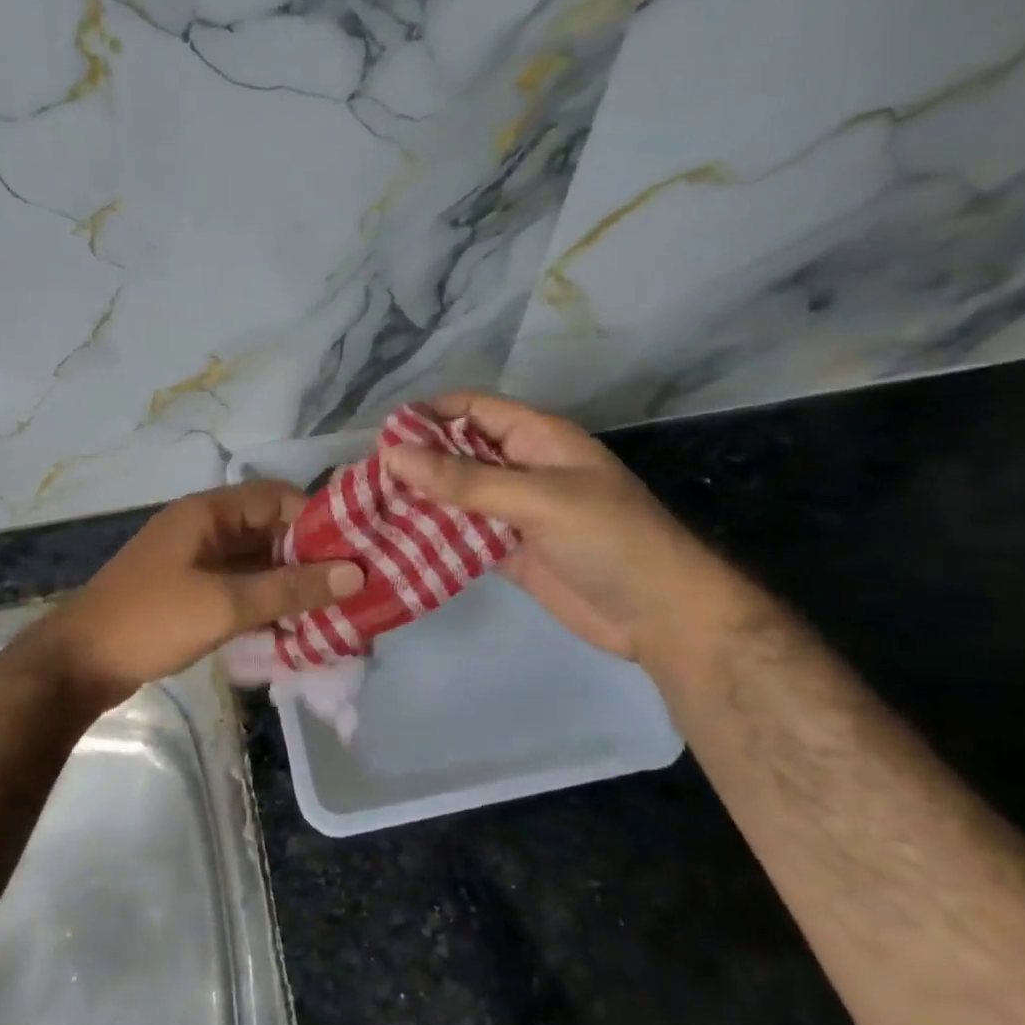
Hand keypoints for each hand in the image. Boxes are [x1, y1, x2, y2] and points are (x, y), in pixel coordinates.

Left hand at [35, 480, 364, 705]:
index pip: (276, 498)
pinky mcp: (190, 593)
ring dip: (289, 584)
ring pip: (256, 563)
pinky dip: (265, 602)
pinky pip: (239, 588)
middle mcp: (203, 529)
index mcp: (207, 513)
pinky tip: (294, 628)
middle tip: (351, 587)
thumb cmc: (151, 621)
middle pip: (269, 531)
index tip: (352, 552)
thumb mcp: (225, 604)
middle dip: (308, 558)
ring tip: (333, 611)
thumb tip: (357, 573)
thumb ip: (290, 588)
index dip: (316, 520)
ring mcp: (195, 562)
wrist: (78, 664)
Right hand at [383, 392, 728, 660]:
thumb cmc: (607, 538)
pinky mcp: (508, 552)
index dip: (429, 415)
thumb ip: (464, 480)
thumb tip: (393, 454)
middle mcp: (521, 469)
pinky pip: (462, 537)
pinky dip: (433, 539)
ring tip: (368, 511)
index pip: (473, 409)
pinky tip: (396, 544)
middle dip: (416, 462)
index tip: (381, 436)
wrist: (659, 615)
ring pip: (456, 497)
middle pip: (458, 453)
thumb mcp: (536, 498)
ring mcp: (514, 513)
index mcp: (536, 438)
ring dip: (418, 502)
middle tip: (364, 479)